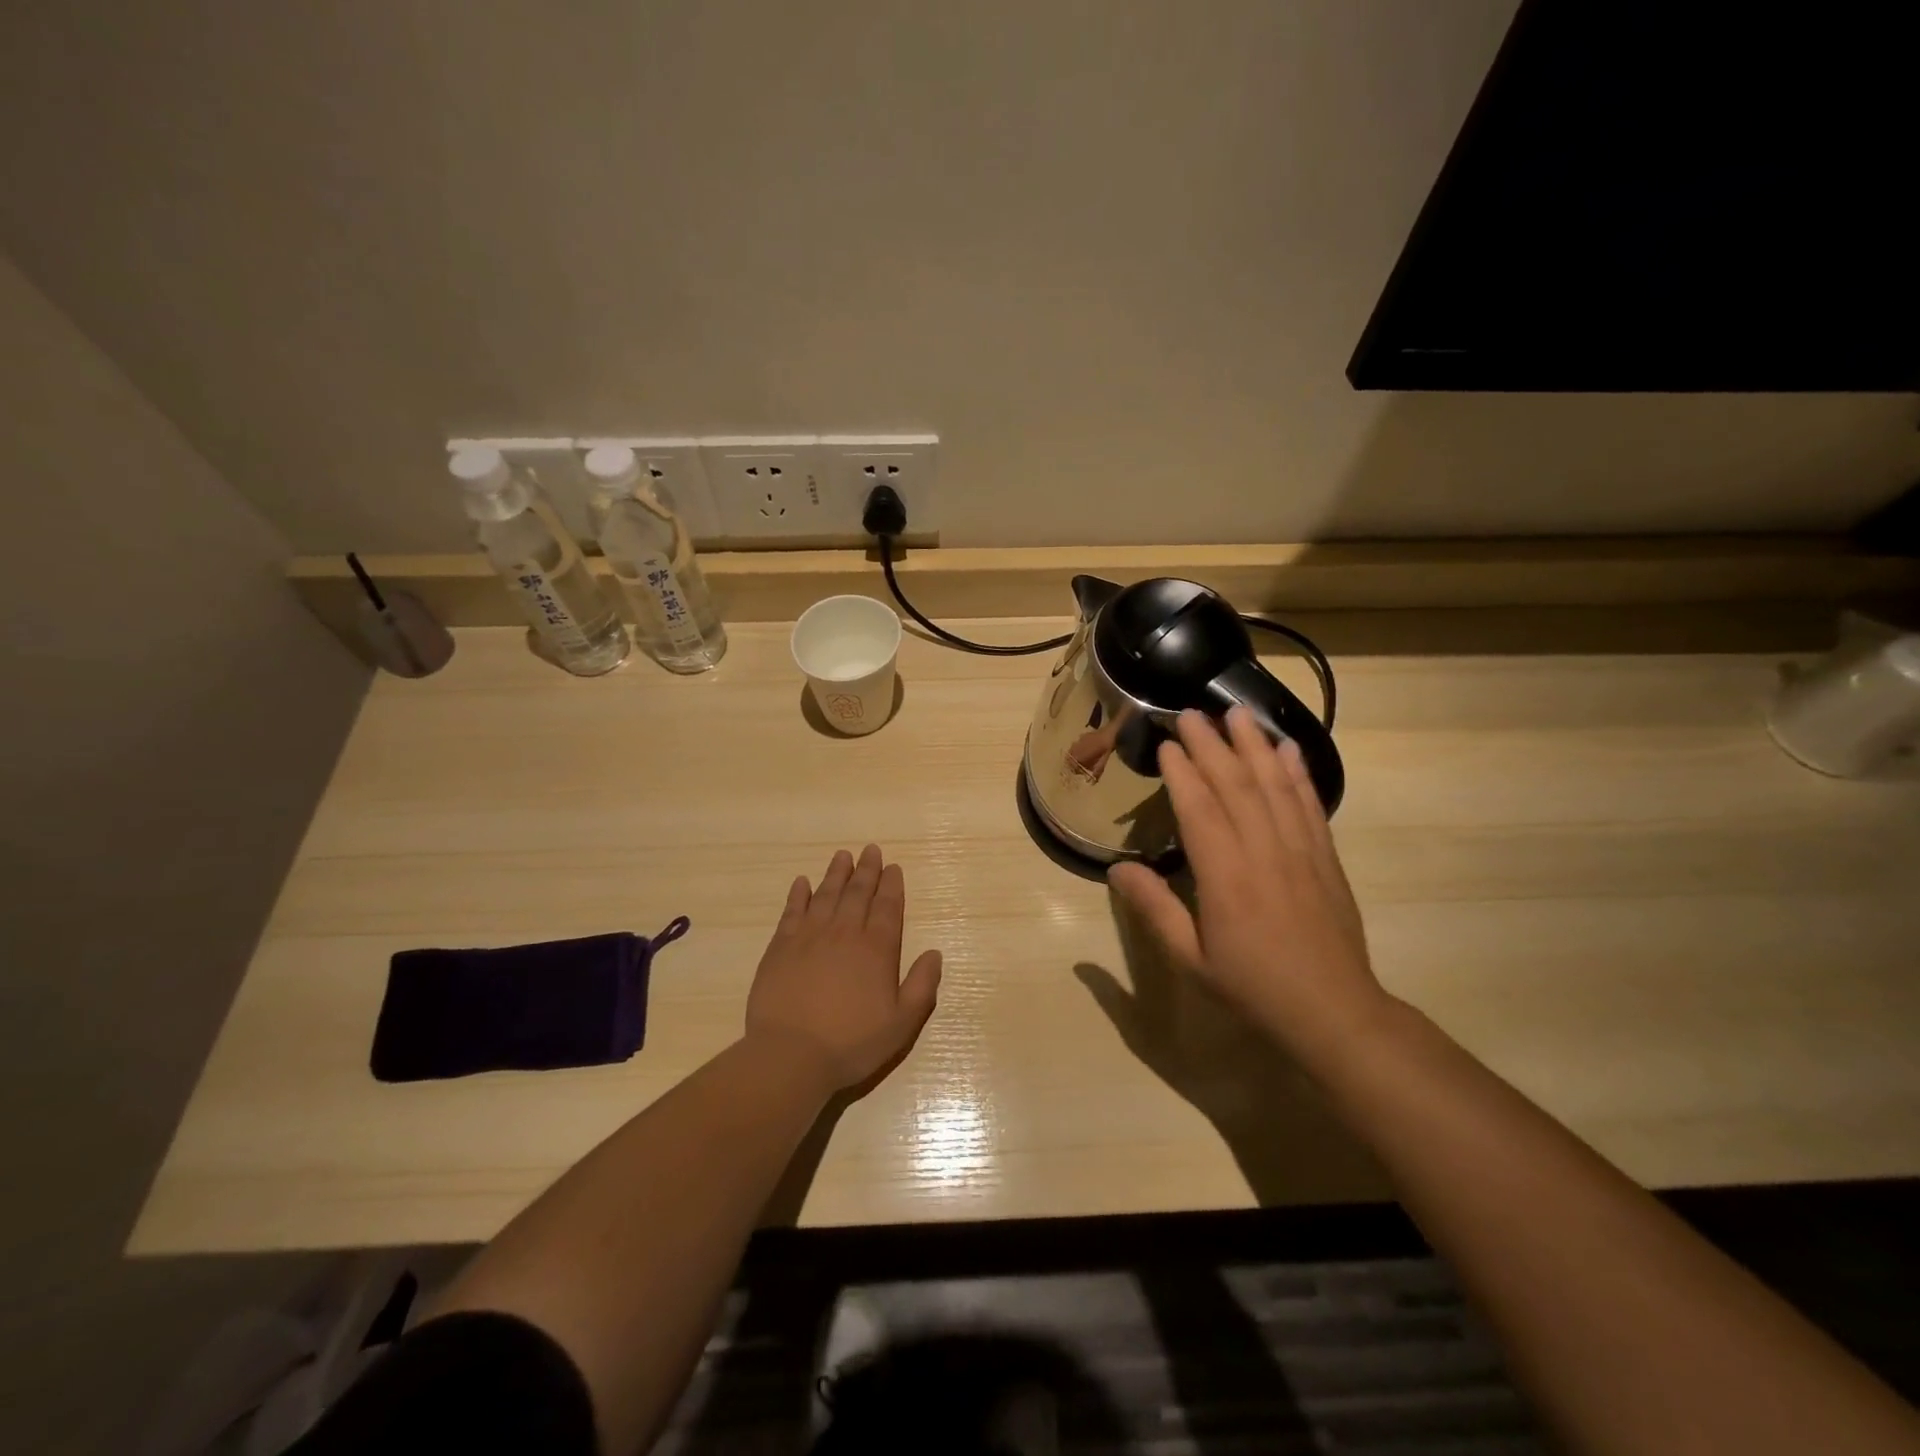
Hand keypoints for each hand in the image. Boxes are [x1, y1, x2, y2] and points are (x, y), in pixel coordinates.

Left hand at [744, 845, 943, 1093]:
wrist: (790, 1056)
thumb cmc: (852, 1043)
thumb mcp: (901, 1024)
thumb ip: (922, 986)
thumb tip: (934, 953)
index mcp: (877, 949)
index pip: (888, 908)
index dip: (892, 886)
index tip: (893, 867)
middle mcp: (845, 933)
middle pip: (858, 893)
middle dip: (867, 870)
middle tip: (871, 850)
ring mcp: (810, 937)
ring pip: (826, 894)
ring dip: (836, 873)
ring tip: (843, 855)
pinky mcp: (781, 946)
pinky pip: (792, 911)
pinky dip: (799, 894)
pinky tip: (802, 882)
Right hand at [1108, 707, 1387, 1062]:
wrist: (1333, 1011)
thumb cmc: (1252, 986)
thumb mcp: (1190, 957)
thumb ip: (1154, 909)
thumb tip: (1116, 870)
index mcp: (1225, 876)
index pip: (1199, 809)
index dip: (1182, 772)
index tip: (1166, 742)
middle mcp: (1263, 851)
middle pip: (1235, 785)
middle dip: (1212, 744)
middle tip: (1192, 712)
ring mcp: (1300, 850)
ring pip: (1273, 785)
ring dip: (1254, 745)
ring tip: (1237, 713)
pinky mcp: (1325, 856)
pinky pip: (1308, 804)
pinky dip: (1296, 772)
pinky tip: (1287, 749)